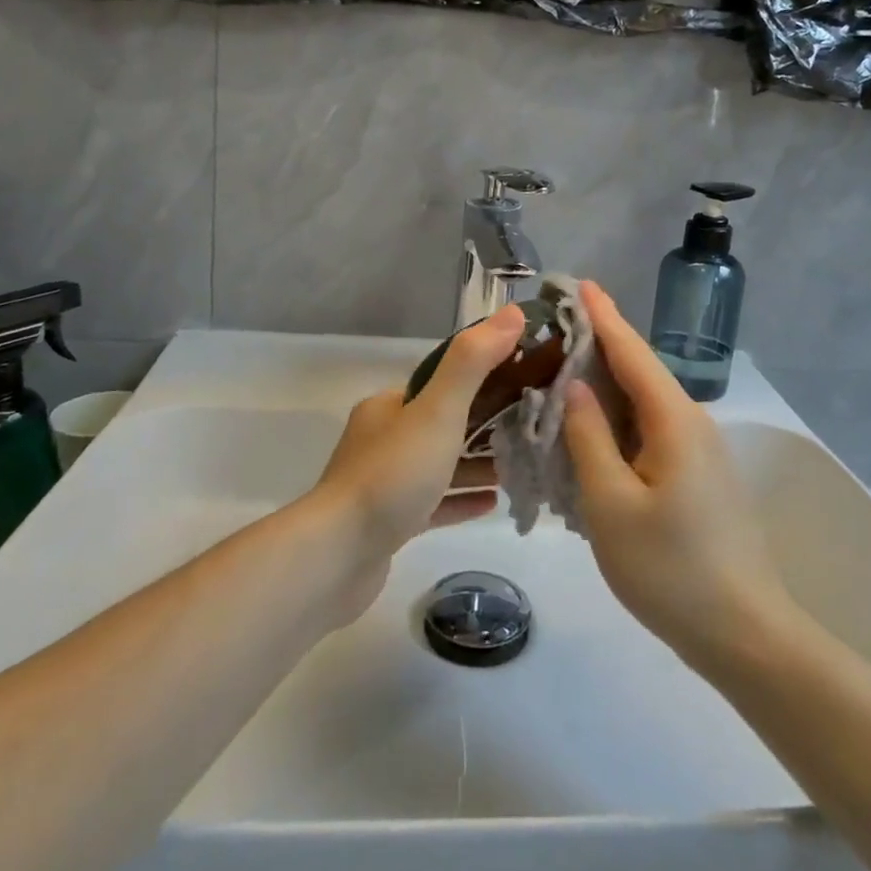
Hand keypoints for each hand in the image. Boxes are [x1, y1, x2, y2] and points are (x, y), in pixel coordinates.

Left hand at [309, 305, 526, 616]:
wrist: (337, 557)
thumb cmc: (392, 475)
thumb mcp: (438, 410)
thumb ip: (473, 362)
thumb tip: (513, 313)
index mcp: (390, 406)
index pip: (444, 381)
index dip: (487, 378)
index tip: (526, 382)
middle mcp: (384, 437)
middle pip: (445, 422)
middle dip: (488, 424)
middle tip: (532, 427)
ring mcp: (384, 482)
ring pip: (441, 464)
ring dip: (478, 463)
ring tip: (522, 464)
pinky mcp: (389, 523)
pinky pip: (435, 502)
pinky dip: (463, 498)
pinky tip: (494, 502)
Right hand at [565, 281, 794, 666]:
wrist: (743, 634)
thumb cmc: (670, 569)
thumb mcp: (611, 503)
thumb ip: (588, 437)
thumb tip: (574, 386)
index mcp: (673, 419)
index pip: (631, 351)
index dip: (602, 315)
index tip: (579, 283)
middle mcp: (691, 423)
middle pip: (639, 371)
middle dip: (599, 344)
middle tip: (554, 327)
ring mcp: (698, 451)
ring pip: (643, 402)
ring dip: (605, 384)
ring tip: (562, 370)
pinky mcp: (697, 476)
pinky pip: (649, 430)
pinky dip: (617, 419)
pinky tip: (590, 429)